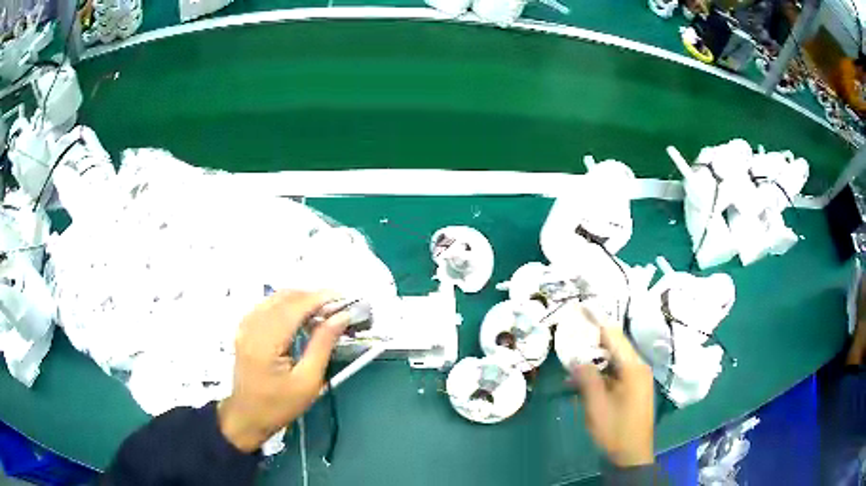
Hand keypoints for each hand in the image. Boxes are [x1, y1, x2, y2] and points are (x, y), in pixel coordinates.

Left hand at [218, 290, 349, 452]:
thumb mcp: (308, 381)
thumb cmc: (280, 405)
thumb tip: (341, 317)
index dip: (320, 298)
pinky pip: (267, 305)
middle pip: (285, 297)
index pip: (295, 306)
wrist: (248, 416)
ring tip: (323, 312)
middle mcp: (252, 326)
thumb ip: (323, 345)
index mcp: (266, 341)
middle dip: (313, 297)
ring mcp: (246, 325)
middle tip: (337, 308)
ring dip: (300, 299)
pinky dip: (286, 304)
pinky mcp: (245, 328)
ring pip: (275, 298)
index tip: (345, 299)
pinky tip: (299, 316)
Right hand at [570, 308, 654, 466]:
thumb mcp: (596, 406)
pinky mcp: (634, 389)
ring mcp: (637, 379)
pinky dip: (601, 372)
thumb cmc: (615, 430)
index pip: (614, 335)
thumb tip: (576, 358)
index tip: (582, 307)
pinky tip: (583, 379)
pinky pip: (616, 372)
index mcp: (633, 368)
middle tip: (572, 332)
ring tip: (573, 358)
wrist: (631, 455)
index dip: (597, 320)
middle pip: (615, 345)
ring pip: (615, 360)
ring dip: (595, 358)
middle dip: (594, 339)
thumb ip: (587, 378)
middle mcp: (638, 368)